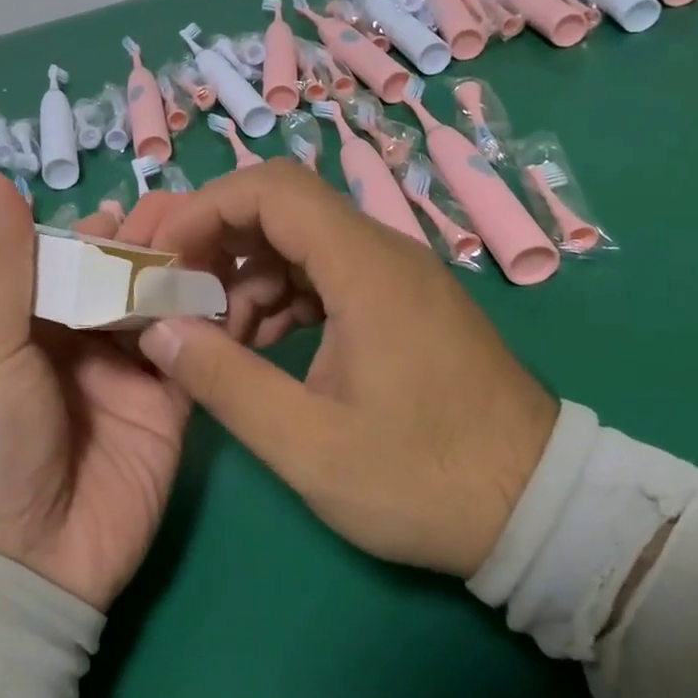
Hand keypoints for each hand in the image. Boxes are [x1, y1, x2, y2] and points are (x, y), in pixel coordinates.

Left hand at [0, 171, 191, 611]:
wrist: (25, 565)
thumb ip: (2, 264)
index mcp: (31, 324)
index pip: (70, 260)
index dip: (99, 230)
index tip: (135, 201)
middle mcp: (83, 341)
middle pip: (122, 279)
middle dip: (152, 244)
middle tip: (191, 208)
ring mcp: (131, 373)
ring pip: (163, 307)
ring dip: (187, 271)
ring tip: (219, 233)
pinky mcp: (172, 405)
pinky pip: (195, 352)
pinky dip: (213, 319)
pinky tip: (237, 282)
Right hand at [119, 158, 557, 578]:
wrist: (538, 508)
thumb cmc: (424, 479)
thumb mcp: (309, 444)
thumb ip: (225, 381)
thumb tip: (158, 330)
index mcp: (366, 268)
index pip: (271, 189)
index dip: (206, 209)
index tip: (164, 258)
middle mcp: (384, 252)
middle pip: (283, 208)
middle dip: (220, 244)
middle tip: (181, 299)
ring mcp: (397, 276)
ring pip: (302, 242)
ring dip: (249, 277)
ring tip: (224, 341)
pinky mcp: (403, 302)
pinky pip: (327, 273)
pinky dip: (284, 297)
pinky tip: (265, 347)